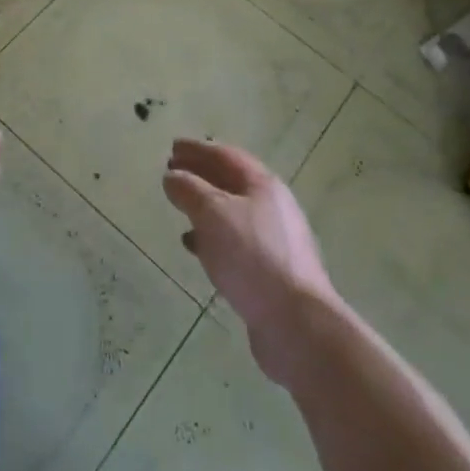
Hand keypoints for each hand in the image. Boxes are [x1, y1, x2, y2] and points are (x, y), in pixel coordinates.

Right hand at [163, 138, 335, 384]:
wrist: (297, 324)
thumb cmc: (252, 257)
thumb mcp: (213, 214)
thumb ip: (189, 190)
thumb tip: (172, 176)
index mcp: (263, 185)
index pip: (225, 155)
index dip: (197, 149)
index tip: (172, 146)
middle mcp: (272, 207)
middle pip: (231, 182)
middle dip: (200, 174)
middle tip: (172, 171)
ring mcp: (274, 241)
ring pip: (232, 213)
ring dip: (205, 206)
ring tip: (179, 206)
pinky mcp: (270, 272)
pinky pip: (235, 242)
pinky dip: (212, 237)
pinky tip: (194, 246)